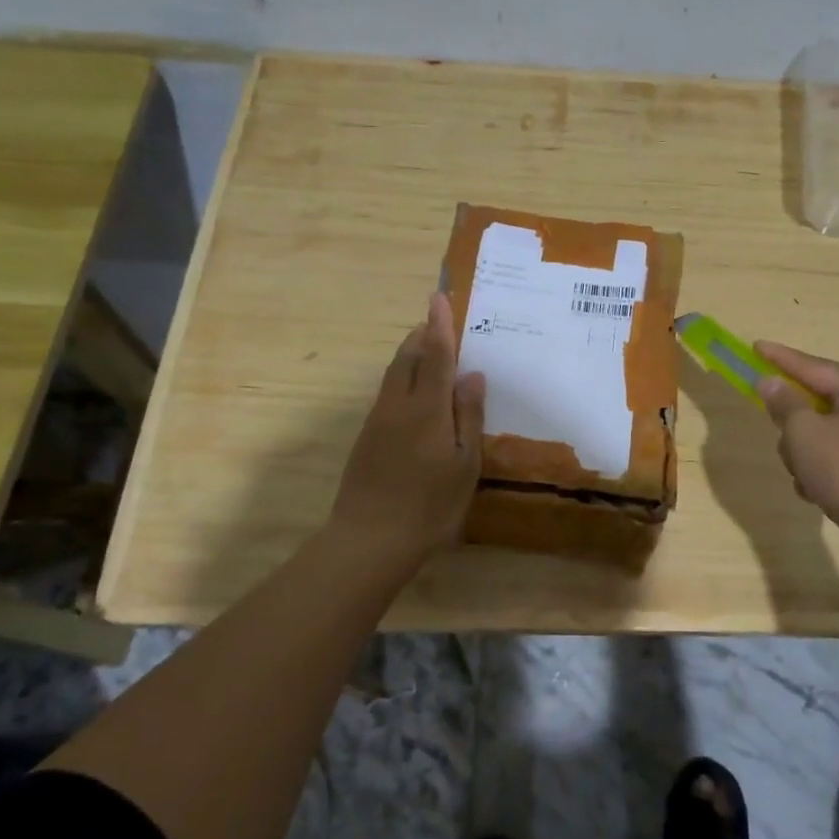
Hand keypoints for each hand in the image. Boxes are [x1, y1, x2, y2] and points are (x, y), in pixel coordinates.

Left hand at [327, 292, 485, 569]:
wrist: (369, 541)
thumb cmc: (429, 506)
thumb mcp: (464, 465)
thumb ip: (468, 417)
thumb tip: (472, 375)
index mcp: (426, 409)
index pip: (433, 354)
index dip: (439, 325)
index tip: (439, 297)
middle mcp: (397, 405)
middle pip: (407, 357)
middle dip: (422, 334)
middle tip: (438, 320)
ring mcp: (378, 421)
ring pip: (394, 374)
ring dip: (411, 353)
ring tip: (428, 346)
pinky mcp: (367, 437)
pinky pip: (388, 392)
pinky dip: (403, 376)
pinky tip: (416, 390)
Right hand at [753, 341, 838, 559]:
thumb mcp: (805, 435)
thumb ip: (785, 405)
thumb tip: (773, 383)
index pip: (814, 366)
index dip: (780, 358)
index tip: (755, 347)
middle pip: (825, 403)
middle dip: (796, 425)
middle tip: (781, 440)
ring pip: (836, 435)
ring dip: (812, 453)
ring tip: (804, 480)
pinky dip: (832, 471)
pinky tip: (821, 495)